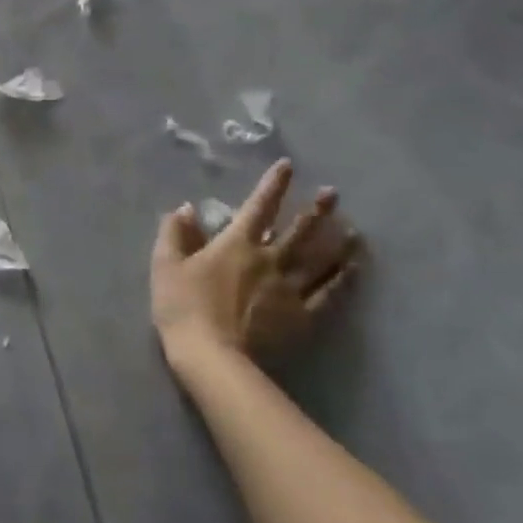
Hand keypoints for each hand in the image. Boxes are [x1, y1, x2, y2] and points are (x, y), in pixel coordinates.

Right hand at [150, 159, 359, 368]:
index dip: (273, 184)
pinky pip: (328, 295)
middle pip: (299, 230)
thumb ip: (176, 233)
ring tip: (355, 231)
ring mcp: (289, 289)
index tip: (288, 166)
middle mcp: (269, 259)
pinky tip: (354, 271)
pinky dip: (343, 281)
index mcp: (237, 243)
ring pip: (320, 261)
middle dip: (317, 210)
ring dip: (338, 243)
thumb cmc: (183, 305)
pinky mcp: (301, 318)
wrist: (211, 356)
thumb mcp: (166, 264)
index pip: (258, 206)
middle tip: (334, 194)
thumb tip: (187, 208)